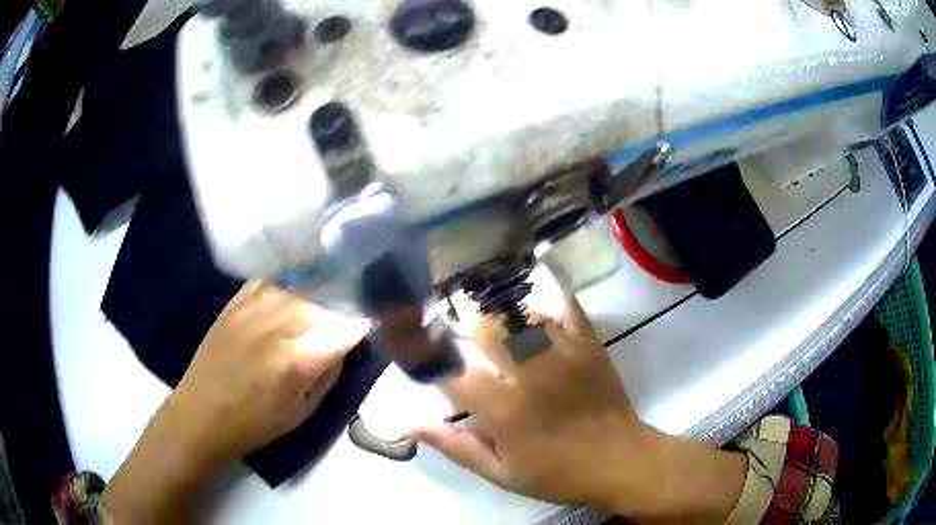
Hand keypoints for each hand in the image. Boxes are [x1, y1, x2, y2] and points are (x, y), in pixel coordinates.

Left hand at [166, 280, 367, 465]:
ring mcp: (253, 309)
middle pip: (323, 300)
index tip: (369, 327)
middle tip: (342, 320)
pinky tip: (290, 296)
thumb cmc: (255, 424)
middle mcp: (277, 326)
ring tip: (320, 305)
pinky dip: (286, 286)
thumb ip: (328, 375)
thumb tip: (343, 346)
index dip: (362, 326)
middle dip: (340, 309)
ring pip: (299, 285)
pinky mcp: (235, 303)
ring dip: (316, 295)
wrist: (202, 414)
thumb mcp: (303, 413)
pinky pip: (271, 282)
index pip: (345, 328)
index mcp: (297, 360)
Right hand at [413, 297, 745, 520]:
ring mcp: (560, 352)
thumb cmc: (556, 472)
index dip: (428, 357)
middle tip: (457, 331)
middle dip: (462, 328)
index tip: (422, 352)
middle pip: (481, 330)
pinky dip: (542, 303)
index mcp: (499, 408)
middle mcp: (525, 373)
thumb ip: (456, 446)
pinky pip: (561, 308)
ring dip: (496, 312)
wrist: (618, 459)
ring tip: (488, 316)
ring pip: (517, 313)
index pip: (449, 370)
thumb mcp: (501, 473)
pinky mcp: (586, 343)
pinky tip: (531, 307)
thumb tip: (411, 424)